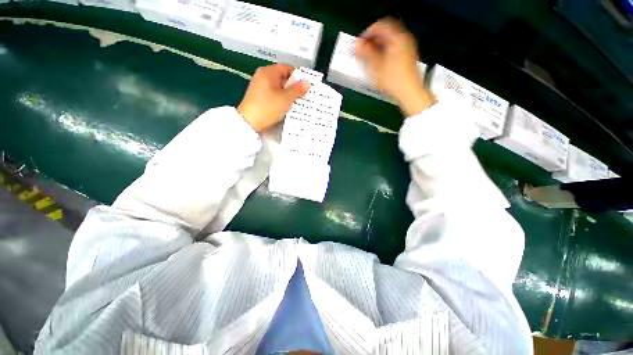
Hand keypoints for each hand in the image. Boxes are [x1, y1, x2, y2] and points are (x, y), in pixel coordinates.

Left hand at [238, 64, 309, 131]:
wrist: (249, 122)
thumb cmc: (267, 108)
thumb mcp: (285, 99)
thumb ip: (297, 90)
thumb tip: (307, 83)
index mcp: (268, 72)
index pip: (287, 67)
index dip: (298, 75)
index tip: (307, 84)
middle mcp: (263, 76)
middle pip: (283, 77)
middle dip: (294, 85)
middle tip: (304, 94)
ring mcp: (260, 86)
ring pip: (279, 86)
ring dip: (288, 93)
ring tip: (298, 101)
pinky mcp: (259, 96)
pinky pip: (274, 93)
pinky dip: (281, 98)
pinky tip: (287, 105)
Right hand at [356, 18, 434, 116]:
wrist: (409, 92)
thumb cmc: (393, 79)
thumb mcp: (375, 66)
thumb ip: (365, 54)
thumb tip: (357, 45)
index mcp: (397, 37)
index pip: (381, 25)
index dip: (368, 32)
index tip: (361, 42)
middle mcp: (404, 39)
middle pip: (387, 32)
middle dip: (373, 39)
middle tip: (364, 50)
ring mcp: (408, 48)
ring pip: (391, 40)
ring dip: (379, 46)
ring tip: (370, 57)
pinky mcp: (408, 57)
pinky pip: (395, 48)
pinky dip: (386, 51)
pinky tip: (380, 63)